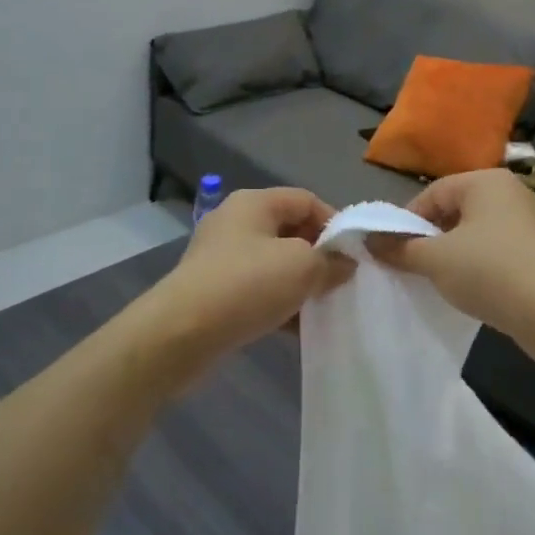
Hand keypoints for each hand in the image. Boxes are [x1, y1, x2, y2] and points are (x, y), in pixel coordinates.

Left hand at [136, 188, 353, 388]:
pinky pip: (257, 290)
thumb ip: (331, 261)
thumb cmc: (247, 285)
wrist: (180, 334)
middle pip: (289, 231)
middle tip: (340, 282)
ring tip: (322, 307)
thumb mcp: (302, 267)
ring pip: (274, 264)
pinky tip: (297, 328)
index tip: (354, 254)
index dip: (334, 222)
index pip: (306, 199)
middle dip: (318, 256)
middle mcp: (235, 222)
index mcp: (254, 203)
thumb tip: (345, 263)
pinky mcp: (213, 290)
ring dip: (300, 284)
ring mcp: (221, 257)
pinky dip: (278, 303)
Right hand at [369, 168, 534, 359]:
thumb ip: (400, 248)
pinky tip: (471, 289)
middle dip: (430, 238)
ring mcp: (529, 222)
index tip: (393, 251)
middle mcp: (511, 193)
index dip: (407, 221)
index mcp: (486, 181)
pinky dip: (478, 266)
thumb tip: (370, 241)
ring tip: (439, 281)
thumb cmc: (490, 272)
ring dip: (453, 254)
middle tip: (413, 267)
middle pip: (454, 211)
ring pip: (475, 233)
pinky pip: (496, 251)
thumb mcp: (435, 260)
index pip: (433, 193)